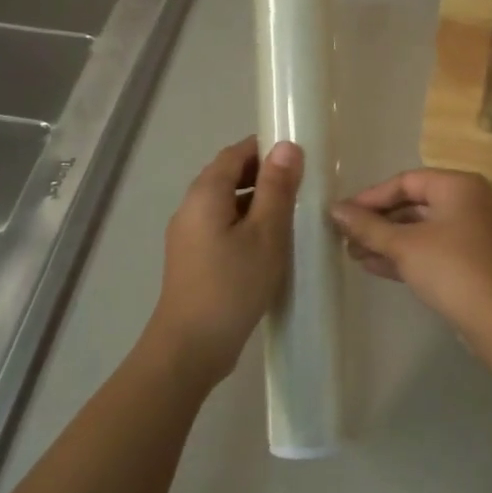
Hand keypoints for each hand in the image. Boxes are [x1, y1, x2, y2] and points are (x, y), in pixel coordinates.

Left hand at [146, 136, 302, 383]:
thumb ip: (277, 188)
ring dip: (257, 203)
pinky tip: (270, 246)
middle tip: (302, 188)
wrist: (191, 346)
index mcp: (205, 193)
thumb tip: (287, 146)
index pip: (234, 153)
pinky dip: (246, 225)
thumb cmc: (232, 284)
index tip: (299, 157)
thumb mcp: (266, 233)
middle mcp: (191, 207)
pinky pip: (222, 227)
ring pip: (226, 204)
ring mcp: (189, 235)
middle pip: (228, 176)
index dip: (265, 149)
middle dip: (264, 176)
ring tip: (292, 217)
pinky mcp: (194, 259)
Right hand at [331, 169, 491, 342]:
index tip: (341, 215)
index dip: (370, 197)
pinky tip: (375, 266)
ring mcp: (477, 233)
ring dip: (389, 241)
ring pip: (424, 230)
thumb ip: (368, 226)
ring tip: (354, 255)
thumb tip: (335, 209)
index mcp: (459, 186)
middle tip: (345, 238)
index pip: (406, 181)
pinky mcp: (477, 260)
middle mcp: (472, 202)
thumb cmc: (451, 269)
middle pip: (415, 204)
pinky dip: (408, 255)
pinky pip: (436, 249)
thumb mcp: (404, 245)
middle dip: (378, 223)